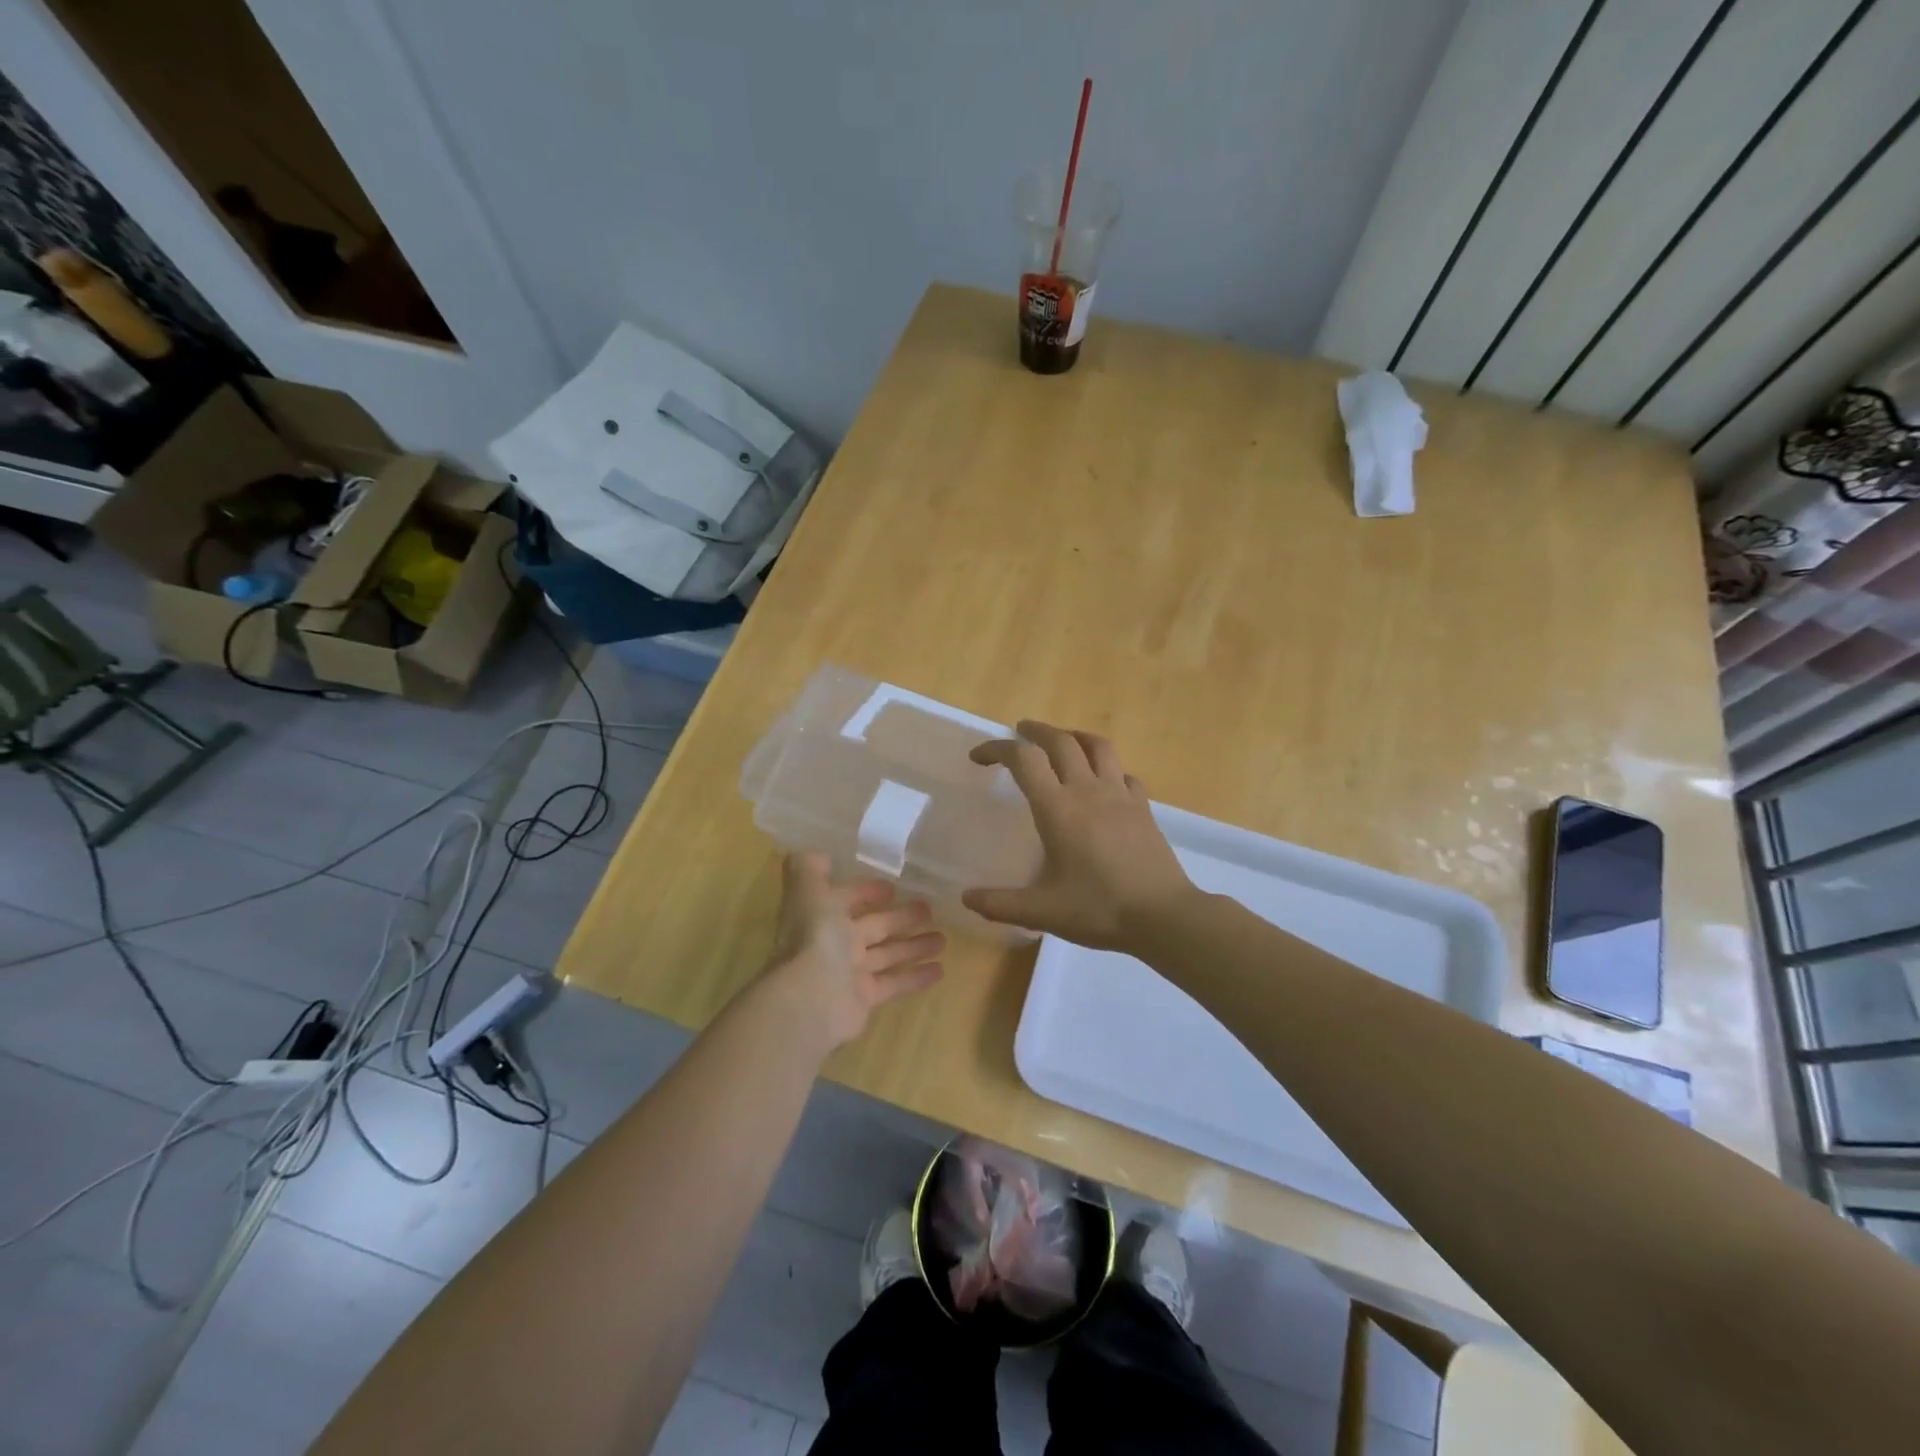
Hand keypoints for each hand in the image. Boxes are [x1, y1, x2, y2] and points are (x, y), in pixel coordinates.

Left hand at [764, 852, 946, 1050]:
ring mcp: (850, 973)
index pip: (846, 900)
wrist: (811, 998)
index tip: (893, 886)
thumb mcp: (808, 893)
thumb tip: (817, 855)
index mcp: (821, 916)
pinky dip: (916, 977)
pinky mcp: (865, 998)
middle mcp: (834, 944)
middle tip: (929, 909)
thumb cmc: (815, 939)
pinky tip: (940, 970)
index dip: (866, 892)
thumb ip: (809, 870)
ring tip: (943, 939)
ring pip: (887, 954)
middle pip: (873, 927)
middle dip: (899, 917)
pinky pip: (894, 983)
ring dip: (914, 946)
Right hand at [961, 722, 1195, 949]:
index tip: (979, 757)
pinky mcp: (1143, 808)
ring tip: (1063, 741)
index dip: (997, 749)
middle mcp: (1088, 790)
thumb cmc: (1098, 909)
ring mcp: (1120, 796)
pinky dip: (1108, 769)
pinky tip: (1104, 782)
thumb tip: (967, 898)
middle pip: (1060, 741)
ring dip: (1075, 736)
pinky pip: (1124, 774)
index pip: (1024, 760)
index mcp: (1057, 808)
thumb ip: (1000, 904)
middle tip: (1020, 732)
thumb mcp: (1041, 912)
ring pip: (1098, 747)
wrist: (1163, 916)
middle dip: (1036, 731)